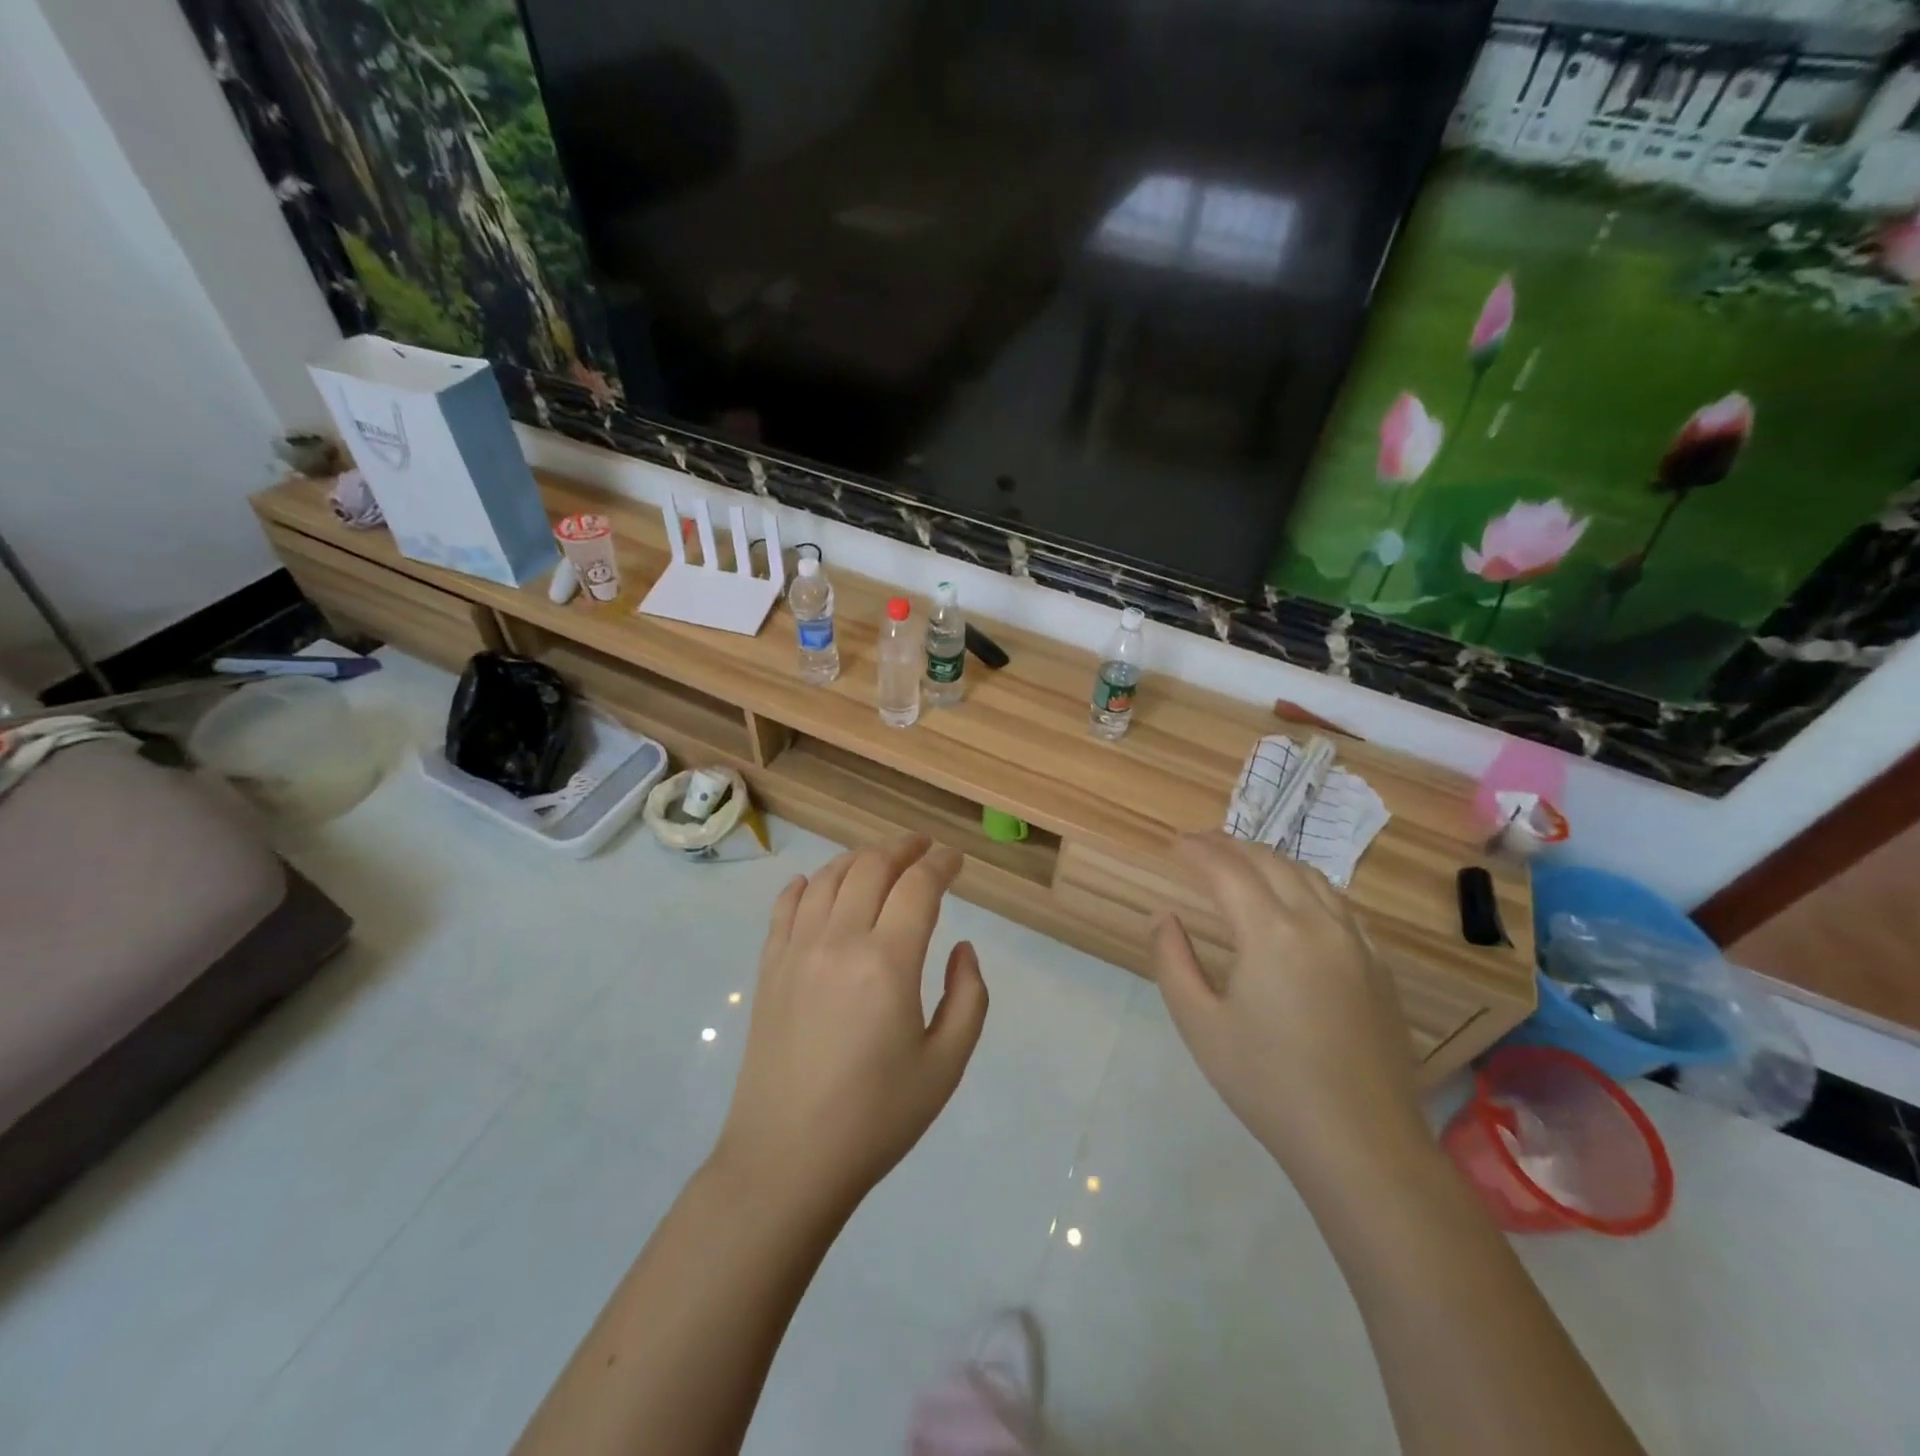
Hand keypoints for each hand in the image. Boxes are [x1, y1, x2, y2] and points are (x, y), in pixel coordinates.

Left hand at [713, 835, 988, 1219]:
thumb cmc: (876, 1117)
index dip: (941, 864)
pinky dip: (807, 884)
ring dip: (859, 858)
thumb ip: (967, 997)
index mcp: (887, 962)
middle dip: (902, 849)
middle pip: (871, 867)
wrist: (786, 1160)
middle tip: (923, 849)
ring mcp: (796, 950)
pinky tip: (817, 884)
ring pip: (829, 877)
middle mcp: (839, 940)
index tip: (956, 859)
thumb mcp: (945, 1065)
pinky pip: (786, 905)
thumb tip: (962, 948)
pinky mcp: (768, 967)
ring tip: (880, 860)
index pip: (918, 887)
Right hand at [1152, 833, 1427, 1181]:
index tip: (1176, 844)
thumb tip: (1164, 918)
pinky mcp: (1380, 969)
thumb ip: (1172, 962)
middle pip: (1272, 863)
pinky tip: (1299, 902)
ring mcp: (1357, 944)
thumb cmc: (1268, 1083)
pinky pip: (1341, 906)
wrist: (1361, 1143)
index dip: (1198, 851)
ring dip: (1273, 861)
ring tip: (1245, 863)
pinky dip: (1310, 887)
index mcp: (1271, 932)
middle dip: (1233, 846)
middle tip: (1202, 844)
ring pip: (1313, 878)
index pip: (1228, 870)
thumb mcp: (1199, 1024)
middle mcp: (1318, 923)